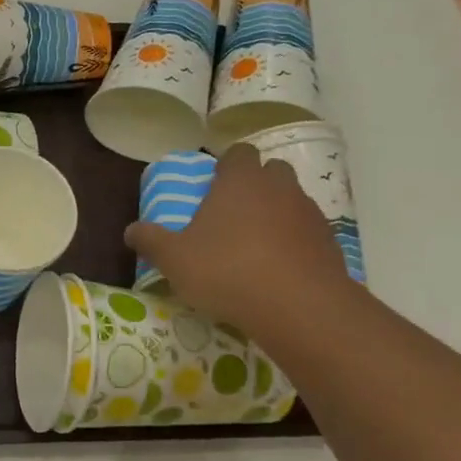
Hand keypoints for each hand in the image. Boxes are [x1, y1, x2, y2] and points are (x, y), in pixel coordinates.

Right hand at [125, 142, 348, 336]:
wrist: (299, 307)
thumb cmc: (227, 271)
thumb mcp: (174, 259)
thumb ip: (150, 240)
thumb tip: (130, 230)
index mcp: (240, 181)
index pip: (238, 153)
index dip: (226, 166)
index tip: (213, 186)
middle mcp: (279, 187)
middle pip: (270, 171)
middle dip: (254, 186)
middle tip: (232, 215)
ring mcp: (309, 213)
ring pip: (291, 202)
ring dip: (275, 215)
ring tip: (254, 247)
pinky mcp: (330, 243)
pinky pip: (307, 233)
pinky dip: (294, 243)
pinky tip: (278, 270)